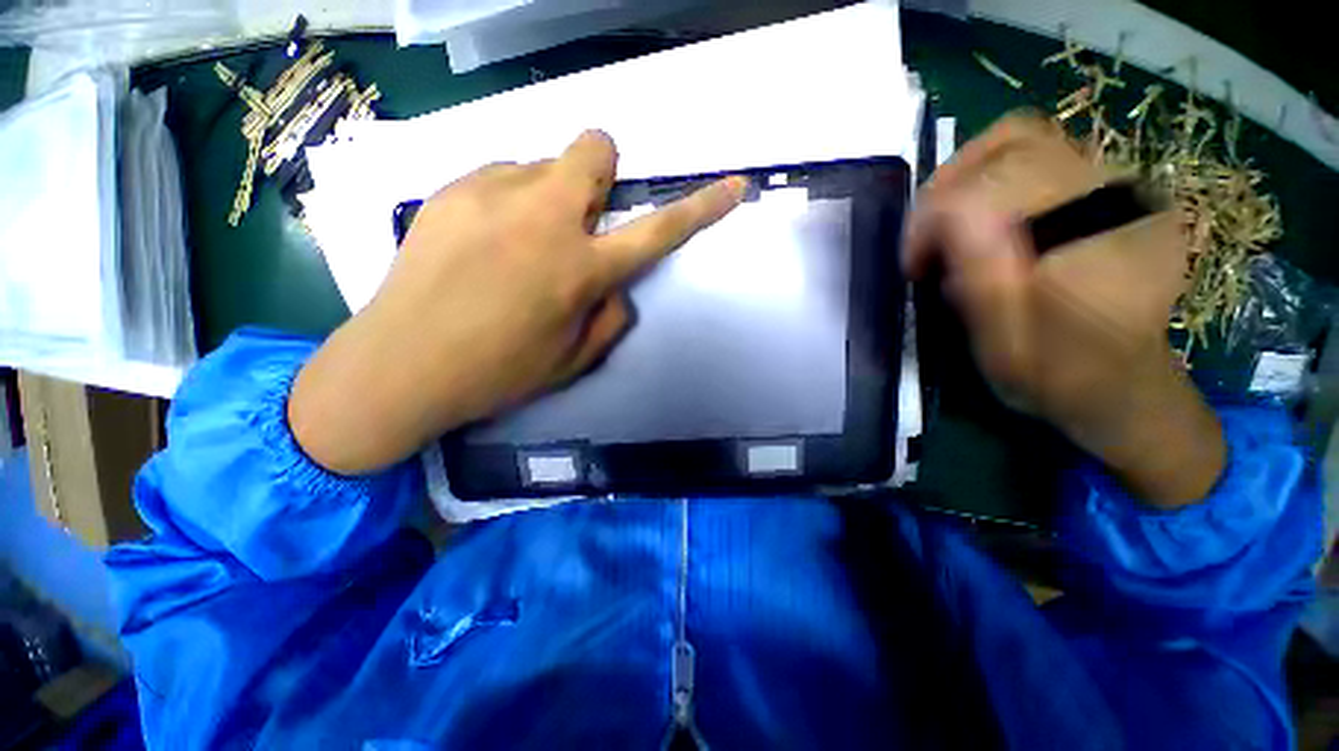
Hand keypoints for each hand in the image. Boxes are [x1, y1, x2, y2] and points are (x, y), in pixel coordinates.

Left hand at [289, 131, 746, 474]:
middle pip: (593, 150)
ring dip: (548, 197)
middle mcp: (543, 218)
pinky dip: (509, 201)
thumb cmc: (499, 372)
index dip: (701, 207)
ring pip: (542, 166)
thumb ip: (611, 316)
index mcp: (580, 269)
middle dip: (599, 176)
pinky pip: (501, 177)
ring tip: (518, 245)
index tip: (731, 186)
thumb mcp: (574, 359)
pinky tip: (482, 242)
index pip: (658, 230)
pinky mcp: (450, 189)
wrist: (401, 365)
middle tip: (576, 223)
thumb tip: (616, 285)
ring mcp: (491, 194)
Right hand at [905, 113, 1224, 506]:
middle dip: (946, 187)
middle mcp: (1106, 206)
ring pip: (1030, 136)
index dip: (927, 223)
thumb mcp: (999, 348)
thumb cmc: (1055, 377)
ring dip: (973, 172)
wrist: (1127, 383)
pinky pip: (1053, 149)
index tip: (914, 264)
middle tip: (929, 231)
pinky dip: (1006, 172)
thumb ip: (974, 285)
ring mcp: (1123, 189)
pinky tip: (1000, 214)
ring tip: (956, 216)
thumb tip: (942, 236)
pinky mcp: (1124, 189)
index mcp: (1071, 257)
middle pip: (1006, 146)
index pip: (977, 199)